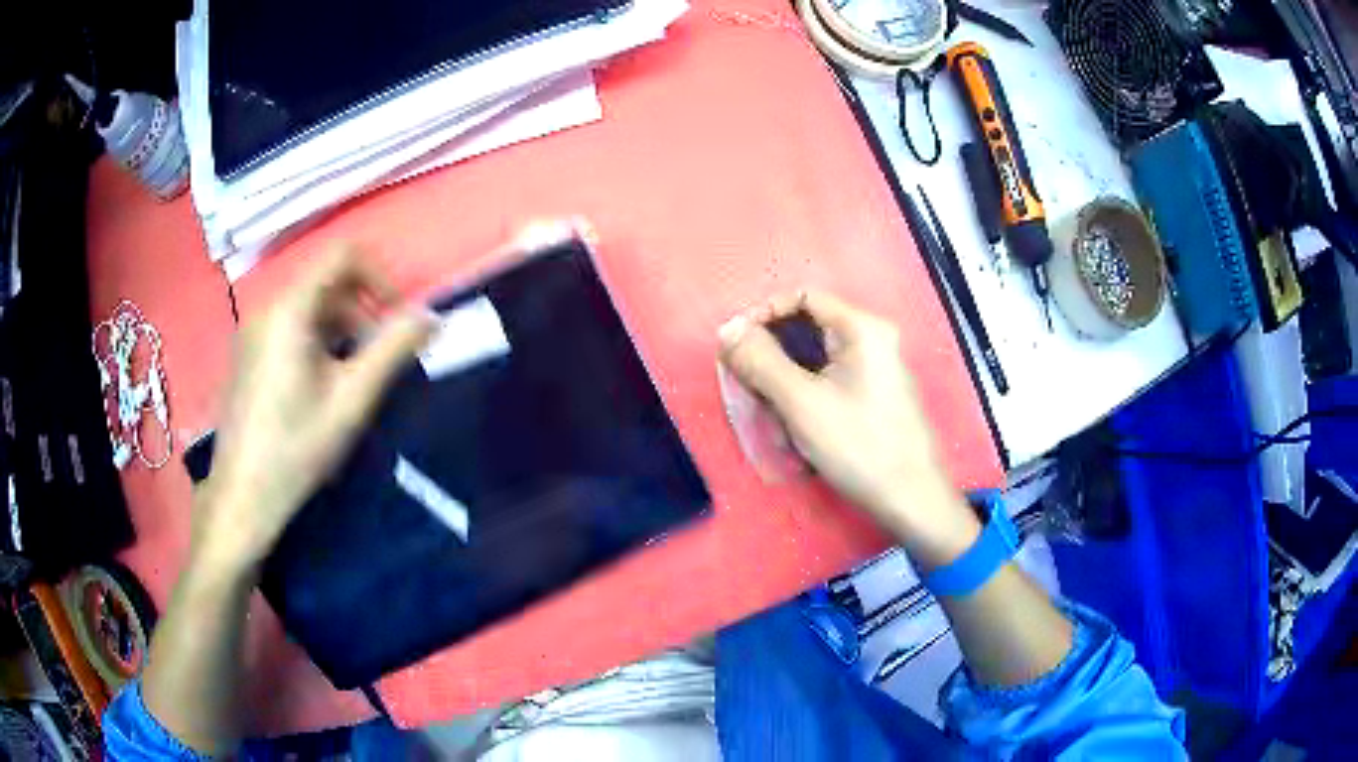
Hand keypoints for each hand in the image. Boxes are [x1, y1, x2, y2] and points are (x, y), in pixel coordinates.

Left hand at [195, 245, 433, 572]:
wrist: (243, 495)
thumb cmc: (297, 446)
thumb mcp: (352, 399)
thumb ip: (393, 350)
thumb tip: (431, 315)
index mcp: (290, 309)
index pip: (343, 255)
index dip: (379, 276)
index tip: (396, 318)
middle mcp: (268, 307)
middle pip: (326, 281)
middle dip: (362, 308)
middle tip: (379, 356)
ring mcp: (253, 330)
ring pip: (309, 306)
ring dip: (342, 328)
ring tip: (353, 377)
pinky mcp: (248, 353)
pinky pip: (290, 326)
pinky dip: (318, 340)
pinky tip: (321, 387)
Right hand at [718, 290, 979, 565]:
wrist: (911, 499)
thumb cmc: (859, 446)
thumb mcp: (802, 402)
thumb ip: (761, 361)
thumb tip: (727, 330)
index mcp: (862, 328)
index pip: (803, 297)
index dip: (763, 314)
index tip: (734, 346)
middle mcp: (872, 339)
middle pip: (808, 327)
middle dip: (771, 352)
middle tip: (745, 383)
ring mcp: (876, 368)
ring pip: (816, 357)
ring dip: (784, 378)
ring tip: (768, 410)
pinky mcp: (873, 394)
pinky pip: (829, 379)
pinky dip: (804, 393)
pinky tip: (793, 424)